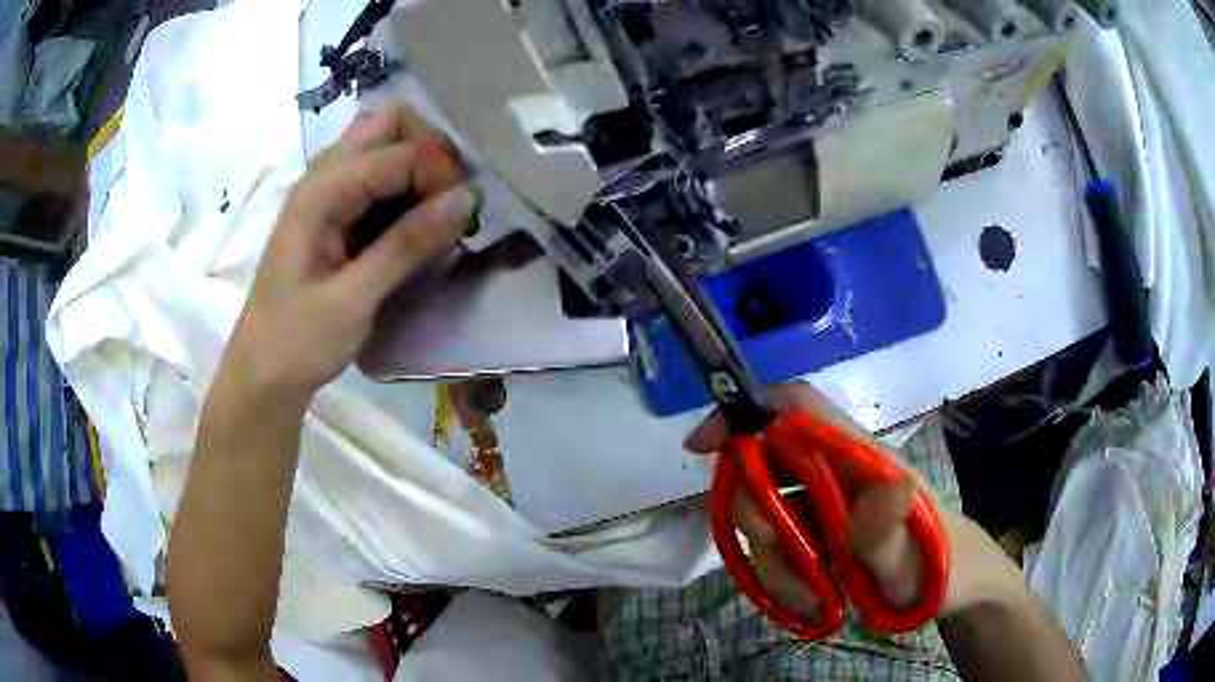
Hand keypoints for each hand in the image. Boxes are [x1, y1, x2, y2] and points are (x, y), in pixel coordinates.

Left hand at [222, 105, 476, 403]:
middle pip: (388, 124)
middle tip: (451, 198)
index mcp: (320, 192)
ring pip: (385, 145)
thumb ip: (406, 245)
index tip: (461, 217)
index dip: (437, 173)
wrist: (263, 374)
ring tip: (439, 215)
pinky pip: (379, 178)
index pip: (396, 150)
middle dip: (429, 150)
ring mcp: (328, 192)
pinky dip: (407, 190)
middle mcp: (323, 177)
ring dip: (420, 168)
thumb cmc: (298, 342)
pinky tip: (418, 228)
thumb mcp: (352, 300)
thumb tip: (466, 198)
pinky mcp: (335, 213)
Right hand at [685, 383, 1025, 621]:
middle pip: (764, 462)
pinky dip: (778, 573)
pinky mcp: (817, 532)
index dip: (746, 411)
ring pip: (764, 512)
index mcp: (860, 457)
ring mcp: (824, 504)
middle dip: (754, 511)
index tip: (702, 446)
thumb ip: (892, 533)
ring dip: (772, 558)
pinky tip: (811, 595)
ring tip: (813, 594)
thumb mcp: (915, 562)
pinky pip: (774, 544)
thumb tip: (881, 485)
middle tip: (781, 558)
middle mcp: (836, 470)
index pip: (798, 407)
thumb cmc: (939, 566)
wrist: (952, 587)